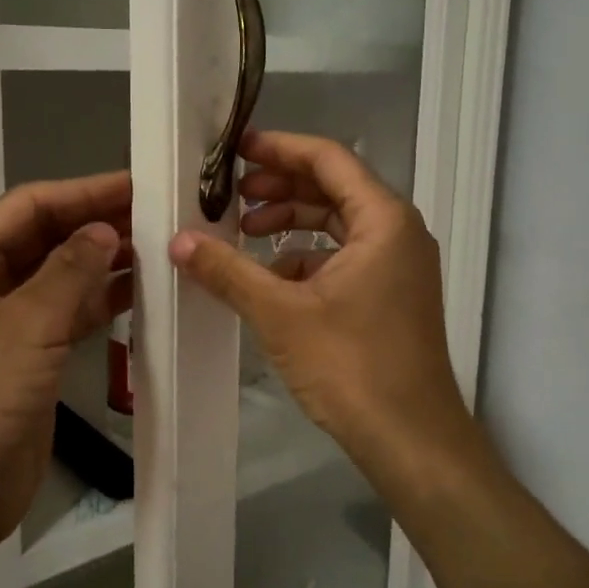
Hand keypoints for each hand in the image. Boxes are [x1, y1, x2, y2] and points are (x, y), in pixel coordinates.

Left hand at [0, 171, 130, 544]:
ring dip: (105, 259)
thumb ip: (70, 271)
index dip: (84, 192)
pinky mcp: (32, 352)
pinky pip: (71, 310)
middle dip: (97, 223)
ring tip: (160, 245)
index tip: (138, 183)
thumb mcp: (27, 327)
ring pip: (63, 273)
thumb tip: (107, 229)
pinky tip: (143, 289)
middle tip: (159, 211)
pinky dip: (103, 298)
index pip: (28, 207)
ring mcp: (7, 319)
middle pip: (46, 236)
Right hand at [168, 130, 471, 480]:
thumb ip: (228, 270)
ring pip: (338, 226)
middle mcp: (398, 232)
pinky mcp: (391, 296)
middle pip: (333, 189)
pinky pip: (345, 259)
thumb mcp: (280, 313)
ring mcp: (398, 266)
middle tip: (231, 196)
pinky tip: (270, 279)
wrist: (410, 438)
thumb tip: (178, 240)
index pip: (329, 160)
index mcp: (383, 220)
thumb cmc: (351, 366)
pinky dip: (307, 260)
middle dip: (280, 189)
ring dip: (291, 225)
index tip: (235, 150)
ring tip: (243, 236)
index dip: (279, 149)